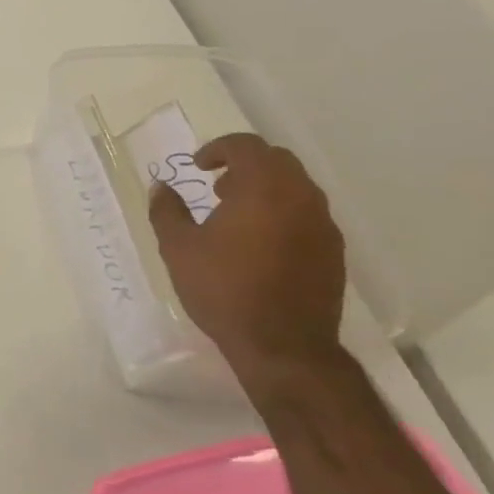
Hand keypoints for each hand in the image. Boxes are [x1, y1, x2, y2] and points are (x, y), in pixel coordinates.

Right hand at [147, 133, 346, 384]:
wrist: (284, 346)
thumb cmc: (224, 290)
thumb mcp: (179, 248)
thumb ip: (167, 211)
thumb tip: (160, 187)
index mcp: (264, 188)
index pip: (246, 146)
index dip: (218, 149)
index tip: (198, 166)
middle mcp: (301, 197)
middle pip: (277, 160)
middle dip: (245, 165)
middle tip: (218, 187)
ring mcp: (323, 225)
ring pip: (296, 187)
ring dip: (265, 189)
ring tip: (236, 216)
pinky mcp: (333, 251)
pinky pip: (307, 215)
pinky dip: (282, 213)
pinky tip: (260, 244)